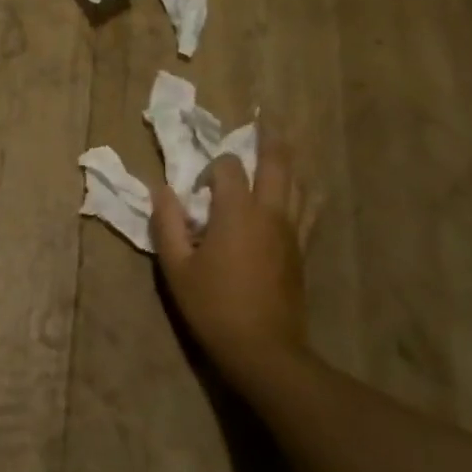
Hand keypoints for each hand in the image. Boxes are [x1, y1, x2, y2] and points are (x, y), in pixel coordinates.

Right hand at [151, 143, 315, 385]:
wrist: (264, 350)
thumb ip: (167, 223)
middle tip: (265, 121)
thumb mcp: (176, 266)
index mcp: (235, 212)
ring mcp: (291, 231)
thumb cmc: (212, 306)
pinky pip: (310, 210)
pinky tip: (305, 190)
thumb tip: (161, 190)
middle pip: (275, 164)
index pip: (227, 168)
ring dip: (290, 162)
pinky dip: (306, 192)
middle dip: (269, 140)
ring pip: (298, 183)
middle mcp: (269, 213)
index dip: (211, 168)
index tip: (197, 189)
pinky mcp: (302, 250)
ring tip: (283, 147)